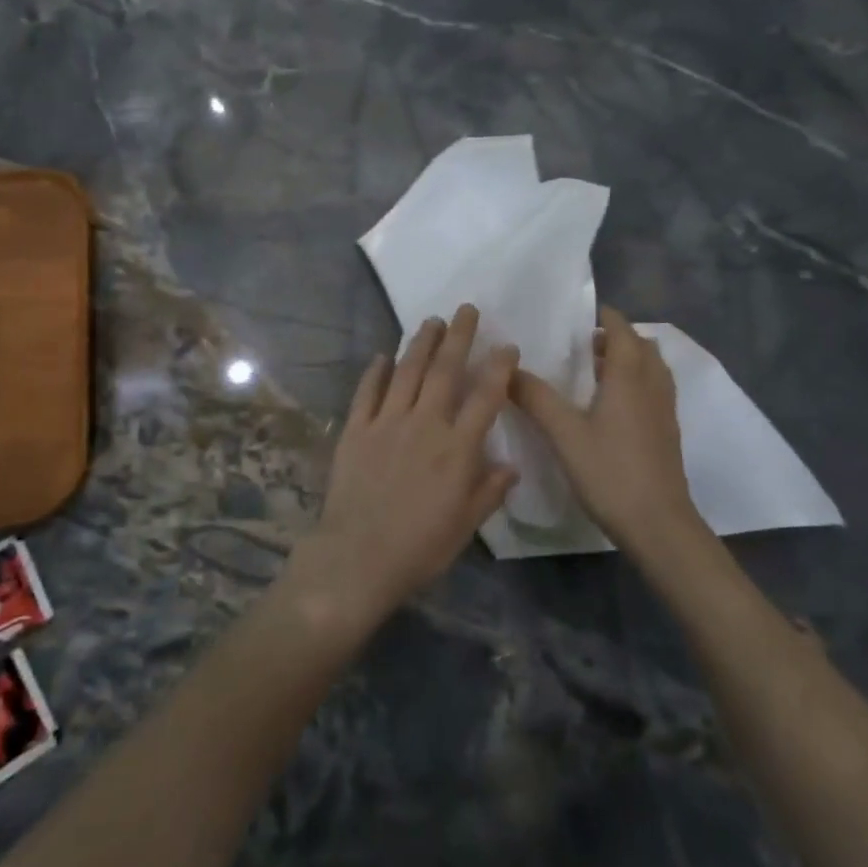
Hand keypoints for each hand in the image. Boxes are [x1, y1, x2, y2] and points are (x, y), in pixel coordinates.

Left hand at [291, 305, 519, 624]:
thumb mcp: (465, 526)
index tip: (506, 346)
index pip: (485, 397)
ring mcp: (387, 423)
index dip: (498, 368)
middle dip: (458, 337)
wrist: (357, 557)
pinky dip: (375, 372)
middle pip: (445, 371)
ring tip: (430, 321)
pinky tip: (382, 356)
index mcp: (457, 449)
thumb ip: (488, 492)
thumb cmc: (419, 548)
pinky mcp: (356, 430)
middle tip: (466, 309)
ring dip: (420, 343)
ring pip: (407, 372)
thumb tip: (511, 467)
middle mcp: (425, 425)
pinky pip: (367, 392)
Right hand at [512, 307, 698, 554]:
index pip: (622, 331)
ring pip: (652, 370)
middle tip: (585, 342)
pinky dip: (636, 383)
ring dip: (629, 360)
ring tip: (596, 370)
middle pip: (642, 347)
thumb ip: (536, 398)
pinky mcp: (667, 434)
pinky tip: (611, 406)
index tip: (582, 314)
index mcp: (629, 377)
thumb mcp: (564, 434)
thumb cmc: (611, 472)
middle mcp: (652, 386)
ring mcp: (664, 411)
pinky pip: (654, 391)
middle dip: (618, 337)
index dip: (606, 317)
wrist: (659, 525)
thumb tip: (507, 369)